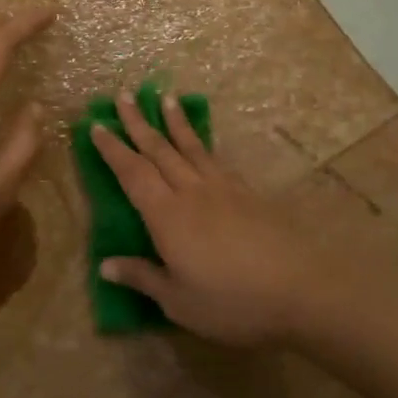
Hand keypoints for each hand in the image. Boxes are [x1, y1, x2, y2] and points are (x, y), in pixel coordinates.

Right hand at [91, 92, 374, 347]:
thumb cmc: (232, 301)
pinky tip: (202, 144)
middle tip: (123, 95)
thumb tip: (105, 265)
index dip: (113, 150)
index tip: (96, 126)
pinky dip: (203, 144)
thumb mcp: (179, 301)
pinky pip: (216, 160)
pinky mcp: (248, 194)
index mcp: (167, 216)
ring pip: (191, 148)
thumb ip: (143, 277)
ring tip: (165, 98)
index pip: (132, 174)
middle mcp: (191, 192)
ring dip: (174, 122)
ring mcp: (223, 189)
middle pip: (159, 150)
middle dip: (138, 123)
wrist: (301, 290)